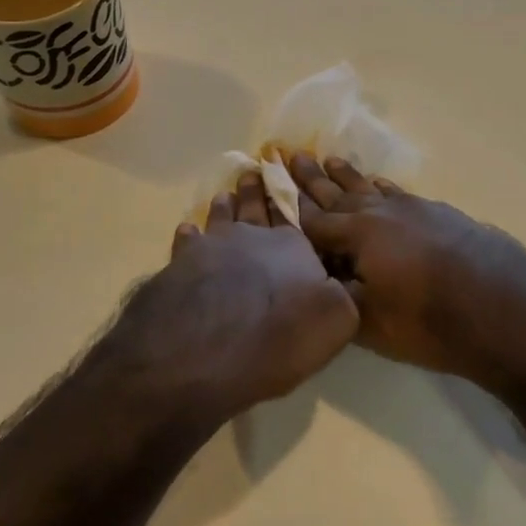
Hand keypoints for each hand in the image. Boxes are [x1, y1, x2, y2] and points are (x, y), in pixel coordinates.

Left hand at [118, 172, 359, 424]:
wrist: (204, 352)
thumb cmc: (278, 337)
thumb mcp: (337, 320)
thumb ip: (344, 294)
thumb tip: (345, 280)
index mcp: (292, 246)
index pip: (295, 217)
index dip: (291, 201)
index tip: (288, 179)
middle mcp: (252, 237)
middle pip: (255, 208)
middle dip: (256, 192)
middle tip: (253, 174)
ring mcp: (212, 247)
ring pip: (221, 217)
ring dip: (225, 206)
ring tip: (225, 195)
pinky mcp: (180, 264)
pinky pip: (187, 241)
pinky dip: (189, 233)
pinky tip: (187, 230)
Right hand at [288, 153, 525, 387]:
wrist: (507, 310)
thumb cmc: (431, 322)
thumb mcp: (371, 320)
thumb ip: (339, 294)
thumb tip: (318, 277)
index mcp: (358, 235)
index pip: (312, 220)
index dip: (288, 207)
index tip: (267, 186)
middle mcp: (382, 213)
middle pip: (338, 193)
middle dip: (311, 178)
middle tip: (290, 154)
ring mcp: (414, 209)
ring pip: (370, 188)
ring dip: (346, 176)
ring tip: (328, 158)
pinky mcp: (441, 214)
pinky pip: (400, 193)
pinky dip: (383, 187)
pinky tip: (378, 183)